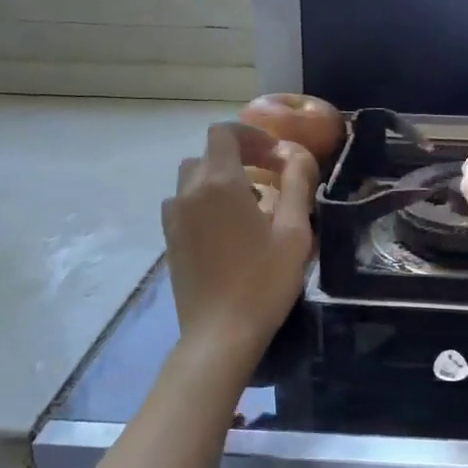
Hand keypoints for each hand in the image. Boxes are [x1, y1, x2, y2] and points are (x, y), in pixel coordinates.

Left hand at [163, 123, 316, 364]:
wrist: (220, 333)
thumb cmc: (264, 281)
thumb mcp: (294, 232)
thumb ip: (297, 185)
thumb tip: (297, 155)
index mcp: (220, 183)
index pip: (224, 134)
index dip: (251, 136)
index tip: (276, 155)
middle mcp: (188, 193)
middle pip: (207, 155)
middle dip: (237, 157)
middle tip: (268, 177)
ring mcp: (173, 218)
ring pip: (191, 181)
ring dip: (219, 180)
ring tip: (249, 205)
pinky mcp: (170, 241)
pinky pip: (184, 206)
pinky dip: (204, 203)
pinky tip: (228, 230)